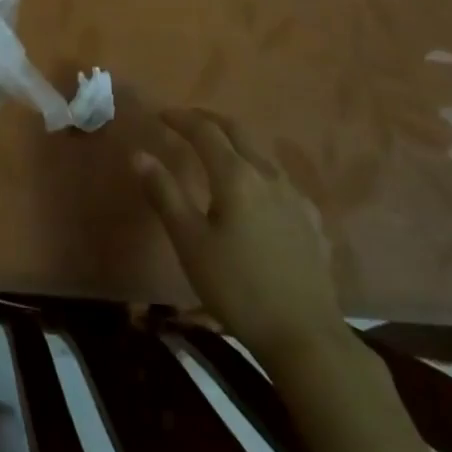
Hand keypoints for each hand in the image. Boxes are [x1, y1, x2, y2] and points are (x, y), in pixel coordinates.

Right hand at [135, 108, 349, 363]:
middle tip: (187, 121)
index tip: (161, 114)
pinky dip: (259, 171)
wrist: (306, 337)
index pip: (204, 131)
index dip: (181, 118)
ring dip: (235, 142)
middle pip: (237, 131)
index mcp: (235, 175)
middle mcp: (267, 174)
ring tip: (218, 152)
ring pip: (261, 153)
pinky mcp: (311, 220)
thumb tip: (139, 154)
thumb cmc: (238, 288)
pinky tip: (258, 192)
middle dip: (209, 120)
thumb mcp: (191, 243)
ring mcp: (295, 196)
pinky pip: (280, 180)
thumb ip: (164, 194)